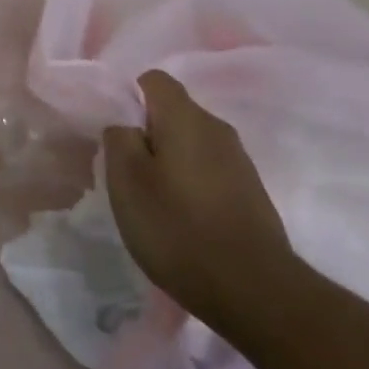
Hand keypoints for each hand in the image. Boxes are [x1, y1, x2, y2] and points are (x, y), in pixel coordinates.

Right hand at [103, 70, 298, 333]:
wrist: (252, 288)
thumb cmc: (177, 227)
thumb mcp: (127, 181)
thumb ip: (119, 140)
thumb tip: (125, 126)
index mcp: (186, 118)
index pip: (154, 80)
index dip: (128, 98)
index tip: (116, 135)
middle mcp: (218, 129)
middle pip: (173, 113)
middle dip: (147, 134)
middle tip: (126, 173)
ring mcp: (239, 161)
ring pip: (191, 144)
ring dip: (168, 162)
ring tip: (151, 200)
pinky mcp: (249, 192)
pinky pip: (208, 171)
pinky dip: (189, 184)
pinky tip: (180, 218)